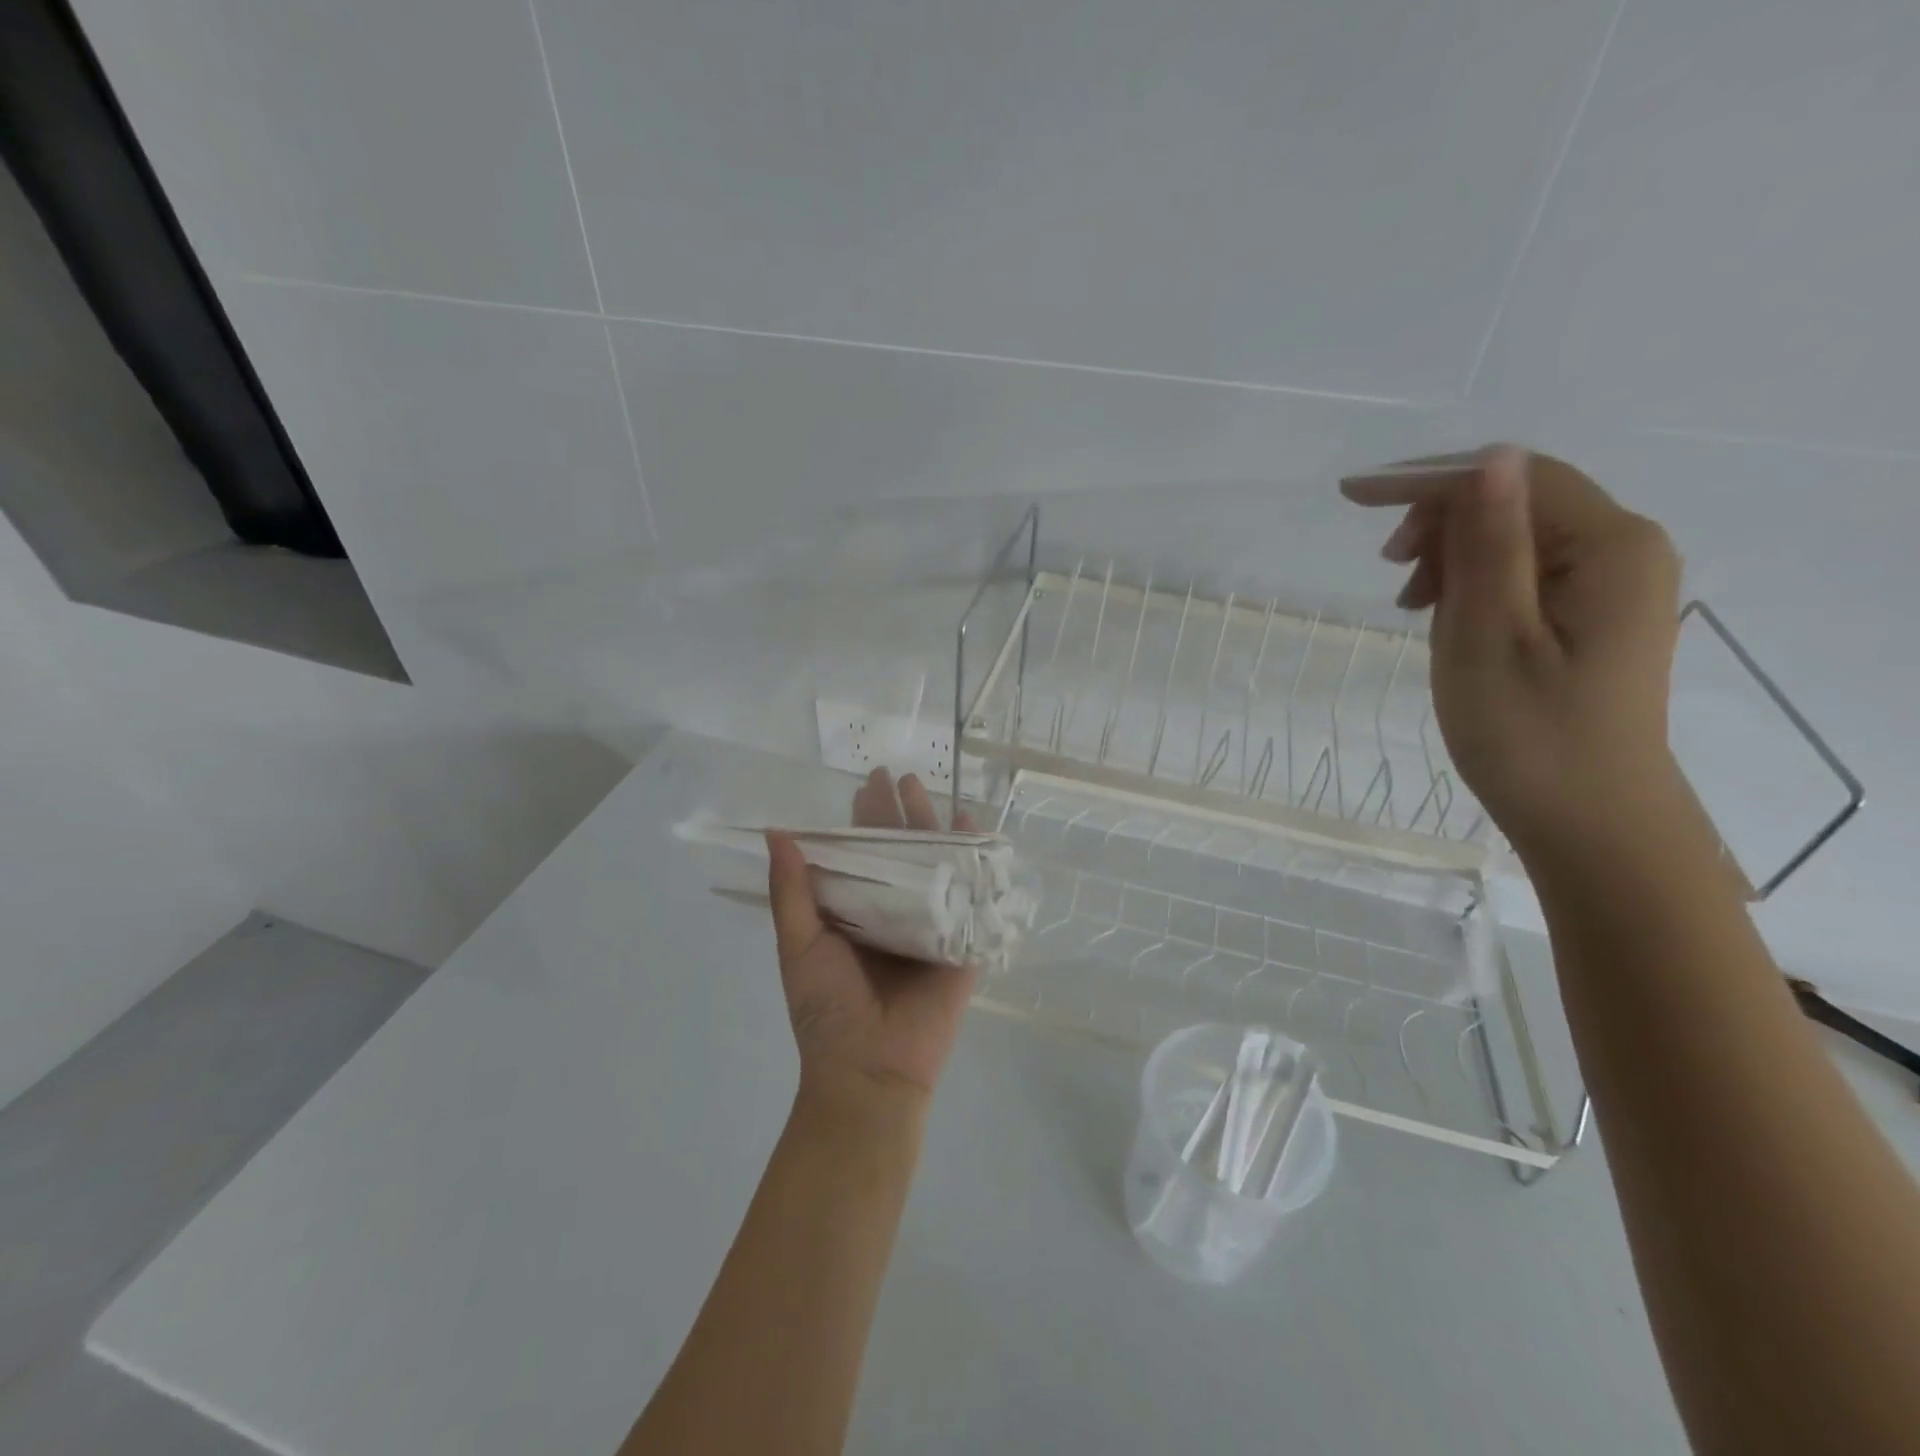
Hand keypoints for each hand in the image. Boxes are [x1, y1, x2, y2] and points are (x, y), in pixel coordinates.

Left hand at [766, 769, 976, 1115]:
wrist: (869, 1070)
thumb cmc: (827, 1010)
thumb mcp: (799, 944)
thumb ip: (791, 889)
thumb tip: (775, 831)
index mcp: (857, 912)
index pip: (862, 853)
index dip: (864, 818)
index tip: (869, 782)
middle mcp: (894, 912)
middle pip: (902, 852)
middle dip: (902, 813)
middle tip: (903, 776)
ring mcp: (930, 926)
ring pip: (936, 866)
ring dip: (935, 827)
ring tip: (932, 792)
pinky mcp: (961, 944)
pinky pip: (970, 896)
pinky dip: (974, 861)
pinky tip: (972, 830)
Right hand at [1340, 446, 1682, 856]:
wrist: (1591, 822)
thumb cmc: (1529, 735)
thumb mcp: (1490, 635)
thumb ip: (1491, 544)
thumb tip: (1489, 459)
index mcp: (1610, 545)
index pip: (1512, 477)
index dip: (1429, 479)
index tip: (1351, 498)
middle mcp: (1625, 549)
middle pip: (1519, 499)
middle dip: (1441, 520)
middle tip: (1387, 569)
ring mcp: (1615, 584)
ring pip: (1518, 536)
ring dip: (1452, 554)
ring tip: (1410, 603)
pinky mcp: (1596, 616)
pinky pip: (1526, 572)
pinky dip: (1474, 582)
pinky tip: (1444, 616)